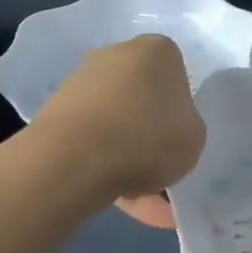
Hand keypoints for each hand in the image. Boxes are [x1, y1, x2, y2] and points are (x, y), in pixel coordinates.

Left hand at [34, 36, 205, 204]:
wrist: (74, 159)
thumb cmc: (149, 138)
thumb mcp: (195, 138)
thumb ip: (188, 127)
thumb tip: (169, 130)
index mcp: (158, 50)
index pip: (178, 77)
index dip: (181, 113)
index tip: (180, 141)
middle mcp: (117, 54)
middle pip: (143, 99)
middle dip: (151, 135)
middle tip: (161, 174)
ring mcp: (82, 80)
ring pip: (117, 124)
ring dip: (128, 157)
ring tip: (140, 202)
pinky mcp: (56, 110)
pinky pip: (92, 140)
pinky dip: (104, 165)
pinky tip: (116, 198)